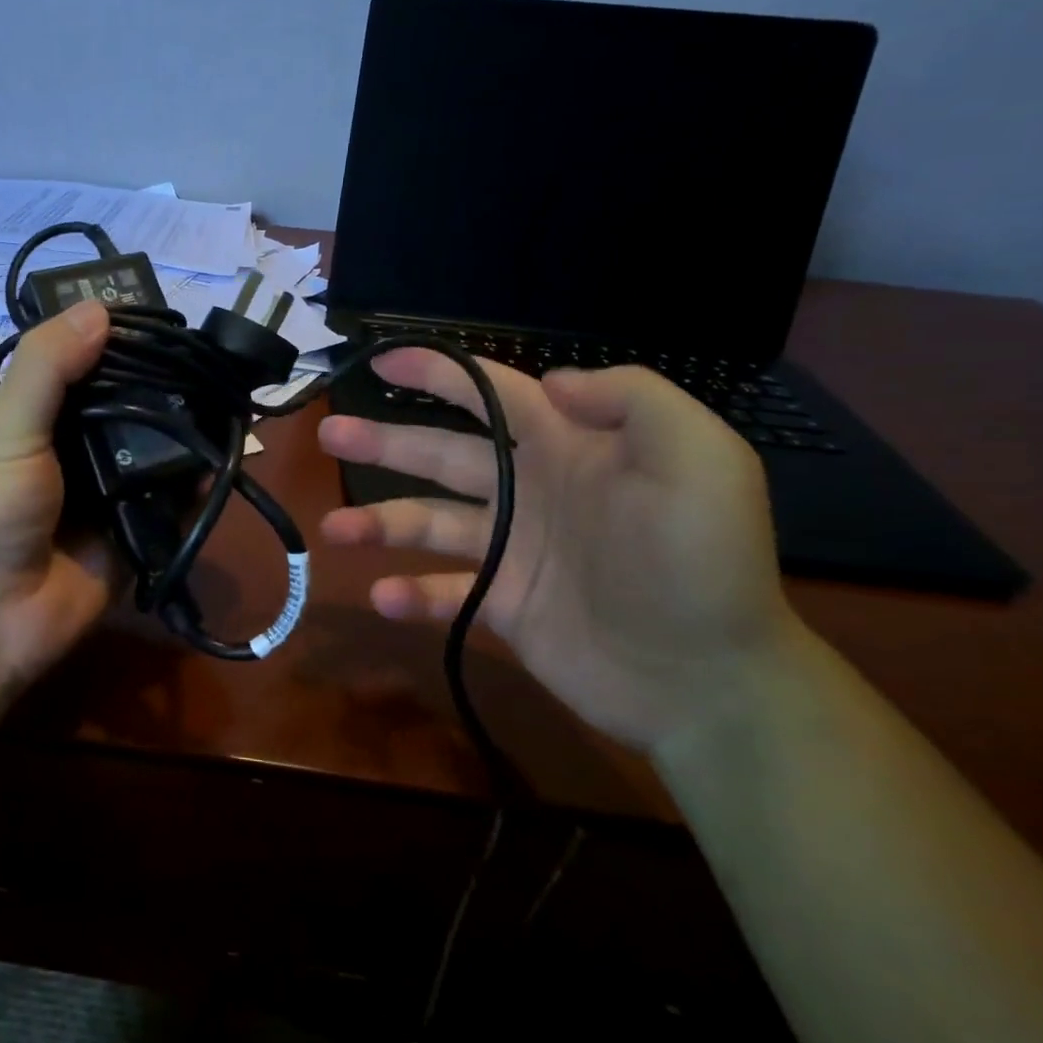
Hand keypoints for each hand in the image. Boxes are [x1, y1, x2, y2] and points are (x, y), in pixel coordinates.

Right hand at [318, 353, 799, 750]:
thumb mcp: (700, 460)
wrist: (712, 682)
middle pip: (442, 454)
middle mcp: (531, 490)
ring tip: (335, 530)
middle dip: (385, 441)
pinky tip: (383, 596)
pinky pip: (447, 591)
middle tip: (331, 434)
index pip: (492, 395)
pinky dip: (413, 593)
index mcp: (568, 448)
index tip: (384, 360)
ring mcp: (514, 550)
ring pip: (430, 522)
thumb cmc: (700, 563)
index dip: (439, 373)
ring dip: (379, 523)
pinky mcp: (506, 605)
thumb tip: (551, 380)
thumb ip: (632, 400)